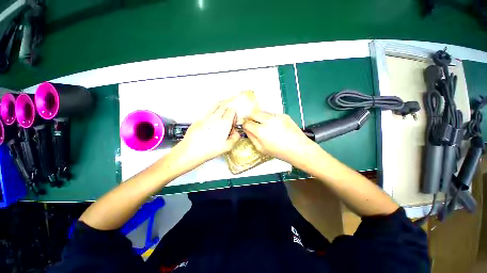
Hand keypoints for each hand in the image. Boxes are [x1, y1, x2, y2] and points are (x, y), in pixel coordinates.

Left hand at [175, 102, 240, 164]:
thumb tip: (235, 133)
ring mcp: (206, 117)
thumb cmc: (210, 149)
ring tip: (221, 113)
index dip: (234, 115)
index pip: (232, 110)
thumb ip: (235, 137)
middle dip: (228, 107)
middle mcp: (215, 117)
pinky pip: (207, 112)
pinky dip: (212, 113)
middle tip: (228, 115)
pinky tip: (211, 123)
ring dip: (220, 107)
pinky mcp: (198, 120)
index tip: (233, 123)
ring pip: (215, 105)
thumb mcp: (228, 146)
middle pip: (224, 104)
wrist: (191, 150)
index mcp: (224, 122)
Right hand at [243, 112, 317, 163]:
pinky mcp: (284, 115)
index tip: (247, 128)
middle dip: (251, 119)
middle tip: (254, 125)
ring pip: (263, 113)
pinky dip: (271, 119)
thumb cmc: (279, 152)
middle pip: (253, 114)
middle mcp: (268, 121)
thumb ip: (251, 138)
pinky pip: (273, 115)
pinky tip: (276, 127)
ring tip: (266, 126)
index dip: (245, 126)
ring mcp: (277, 116)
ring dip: (261, 118)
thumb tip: (247, 130)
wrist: (298, 148)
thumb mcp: (261, 148)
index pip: (247, 123)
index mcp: (261, 131)